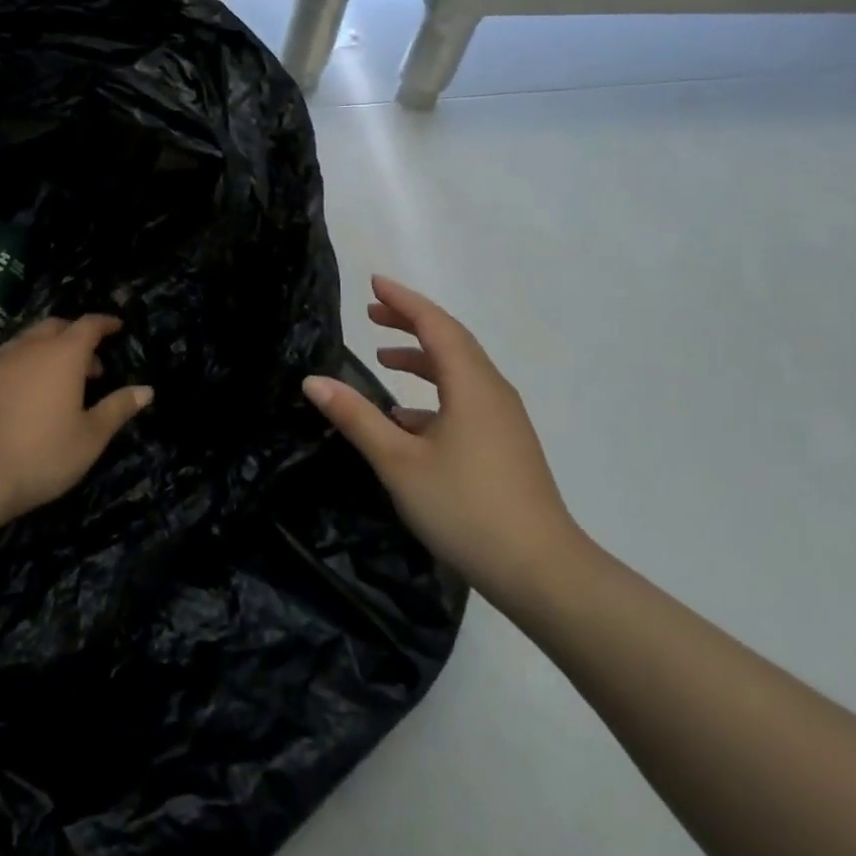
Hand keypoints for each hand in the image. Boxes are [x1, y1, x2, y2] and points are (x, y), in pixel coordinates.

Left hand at [0, 314, 151, 525]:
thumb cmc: (41, 455)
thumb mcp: (90, 437)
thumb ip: (117, 408)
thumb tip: (146, 390)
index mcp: (63, 355)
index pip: (88, 325)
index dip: (105, 323)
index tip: (118, 327)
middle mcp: (30, 348)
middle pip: (56, 327)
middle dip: (77, 336)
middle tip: (92, 363)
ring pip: (29, 340)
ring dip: (49, 348)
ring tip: (60, 378)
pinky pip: (9, 358)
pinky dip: (26, 363)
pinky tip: (28, 392)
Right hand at [302, 276, 582, 597]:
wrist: (541, 571)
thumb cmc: (465, 508)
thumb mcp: (399, 462)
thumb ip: (357, 418)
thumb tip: (313, 381)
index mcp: (470, 384)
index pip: (434, 323)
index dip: (402, 301)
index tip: (373, 283)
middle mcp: (492, 390)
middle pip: (450, 340)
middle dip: (410, 322)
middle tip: (371, 314)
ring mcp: (503, 418)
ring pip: (459, 370)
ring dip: (422, 357)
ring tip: (384, 357)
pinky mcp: (506, 443)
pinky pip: (466, 398)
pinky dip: (434, 393)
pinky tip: (407, 419)